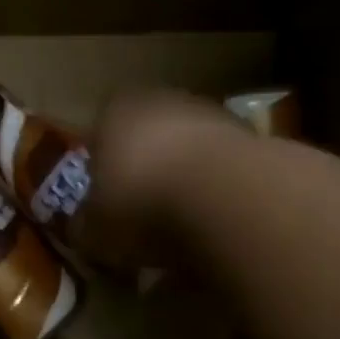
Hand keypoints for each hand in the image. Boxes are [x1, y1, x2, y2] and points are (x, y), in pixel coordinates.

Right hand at [87, 91, 244, 266]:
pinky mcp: (254, 138)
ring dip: (184, 189)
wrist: (227, 198)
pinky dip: (218, 198)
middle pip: (146, 143)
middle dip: (145, 179)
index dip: (100, 176)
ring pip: (187, 156)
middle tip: (142, 223)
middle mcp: (162, 102)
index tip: (105, 209)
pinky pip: (223, 173)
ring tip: (182, 236)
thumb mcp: (95, 230)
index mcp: (114, 113)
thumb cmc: (141, 204)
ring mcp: (212, 115)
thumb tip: (85, 231)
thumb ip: (86, 228)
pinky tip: (215, 232)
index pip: (98, 138)